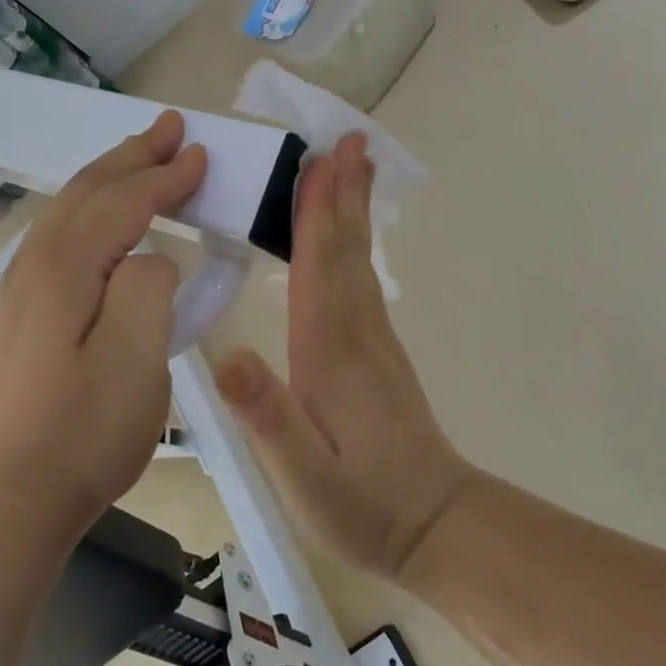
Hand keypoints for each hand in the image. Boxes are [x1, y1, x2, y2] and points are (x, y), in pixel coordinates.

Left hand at [0, 111, 206, 530]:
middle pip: (91, 190)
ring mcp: (28, 287)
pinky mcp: (29, 311)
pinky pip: (65, 232)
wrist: (13, 493)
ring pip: (73, 207)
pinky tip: (105, 216)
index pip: (125, 202)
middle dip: (134, 155)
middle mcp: (40, 264)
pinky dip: (95, 206)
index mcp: (68, 267)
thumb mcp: (136, 357)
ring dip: (112, 174)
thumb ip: (149, 287)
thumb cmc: (85, 429)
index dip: (166, 176)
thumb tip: (152, 257)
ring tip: (142, 155)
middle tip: (171, 126)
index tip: (203, 155)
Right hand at [215, 133, 476, 579]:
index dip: (317, 213)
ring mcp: (374, 341)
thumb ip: (268, 416)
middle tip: (349, 138)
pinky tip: (348, 241)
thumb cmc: (363, 504)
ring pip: (359, 261)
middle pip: (347, 250)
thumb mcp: (303, 476)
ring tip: (354, 167)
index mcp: (330, 351)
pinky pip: (363, 282)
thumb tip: (229, 354)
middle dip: (344, 192)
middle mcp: (356, 332)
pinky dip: (355, 247)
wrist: (435, 527)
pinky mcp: (380, 355)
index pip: (319, 267)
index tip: (321, 160)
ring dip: (353, 211)